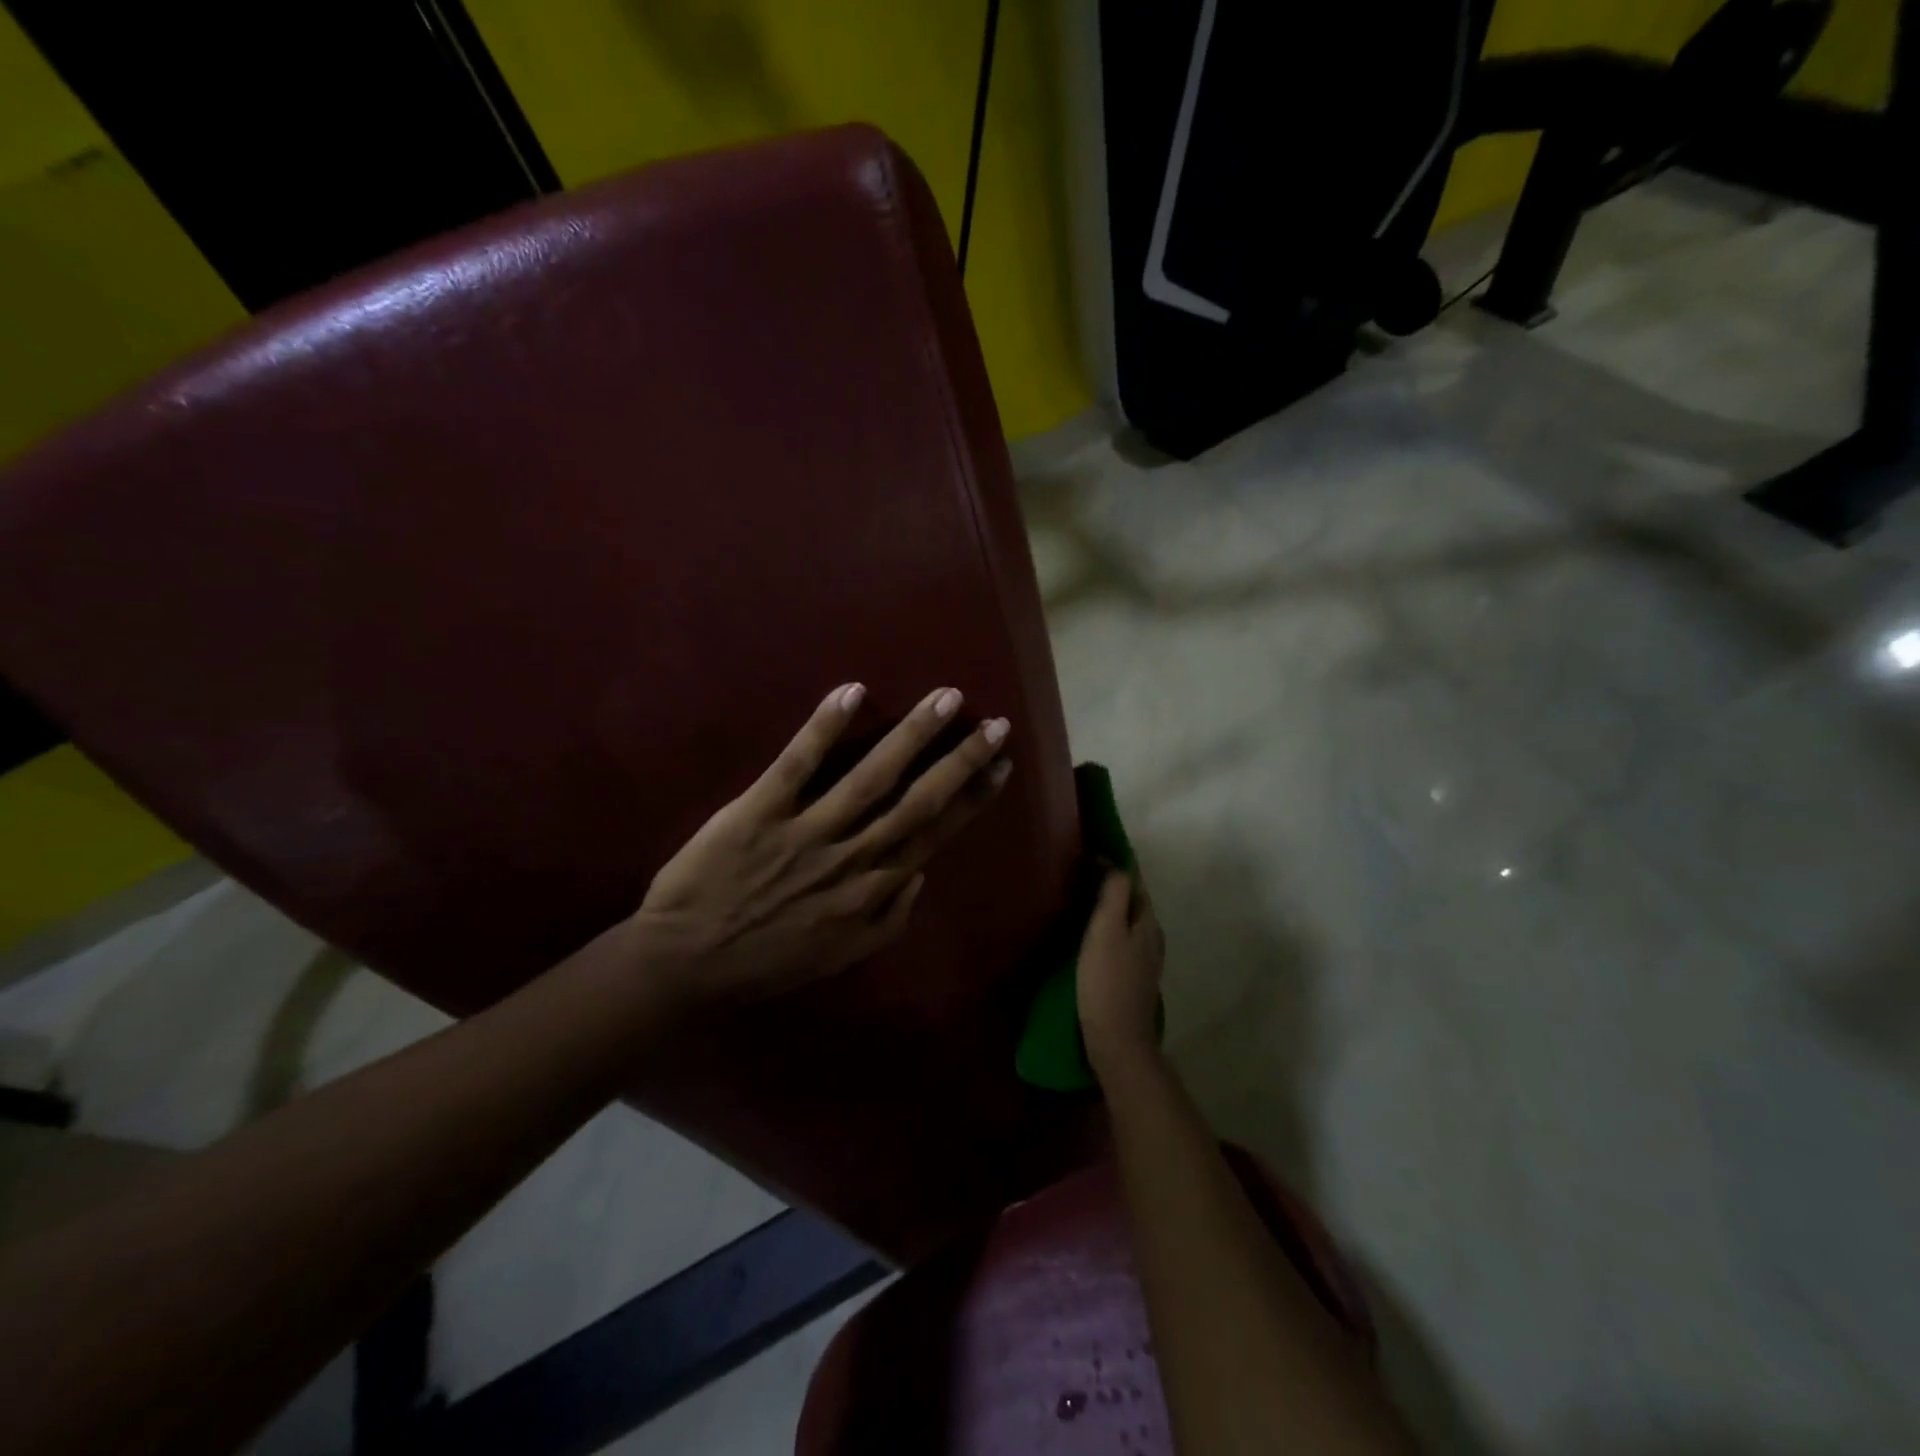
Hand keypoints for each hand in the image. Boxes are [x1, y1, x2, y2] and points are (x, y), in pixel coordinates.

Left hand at [630, 682, 1010, 1008]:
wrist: (685, 965)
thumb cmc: (765, 961)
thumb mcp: (839, 957)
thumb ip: (887, 920)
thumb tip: (920, 875)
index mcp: (871, 889)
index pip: (935, 833)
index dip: (973, 797)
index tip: (1000, 764)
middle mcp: (850, 856)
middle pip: (917, 800)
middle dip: (960, 760)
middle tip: (993, 724)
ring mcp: (806, 831)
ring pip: (870, 777)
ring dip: (912, 735)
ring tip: (945, 698)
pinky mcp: (760, 811)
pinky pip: (797, 764)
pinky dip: (825, 727)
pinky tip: (853, 692)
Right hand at [1076, 869, 1165, 1076]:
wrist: (1117, 1040)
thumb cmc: (1107, 981)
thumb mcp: (1106, 930)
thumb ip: (1113, 894)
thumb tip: (1116, 863)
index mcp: (1147, 922)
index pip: (1135, 881)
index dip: (1116, 863)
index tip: (1090, 850)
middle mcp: (1152, 937)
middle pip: (1133, 900)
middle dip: (1112, 883)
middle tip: (1081, 870)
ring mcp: (1145, 960)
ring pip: (1128, 921)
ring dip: (1110, 906)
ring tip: (1081, 897)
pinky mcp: (1133, 977)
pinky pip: (1122, 939)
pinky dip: (1108, 927)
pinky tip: (1089, 934)